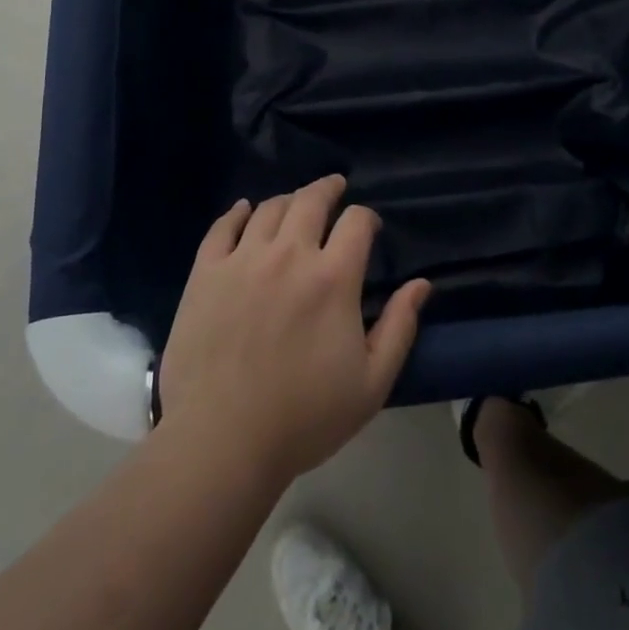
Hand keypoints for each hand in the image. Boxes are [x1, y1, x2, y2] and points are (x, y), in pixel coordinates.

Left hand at [159, 175, 431, 486]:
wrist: (222, 441)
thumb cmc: (304, 417)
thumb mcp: (372, 383)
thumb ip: (400, 327)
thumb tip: (422, 284)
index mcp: (332, 278)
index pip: (357, 221)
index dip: (367, 217)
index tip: (369, 228)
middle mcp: (289, 254)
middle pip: (311, 200)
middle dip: (328, 188)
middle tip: (335, 188)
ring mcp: (242, 260)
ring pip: (268, 208)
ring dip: (288, 201)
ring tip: (294, 206)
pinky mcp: (206, 273)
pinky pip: (222, 227)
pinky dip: (237, 212)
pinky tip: (244, 210)